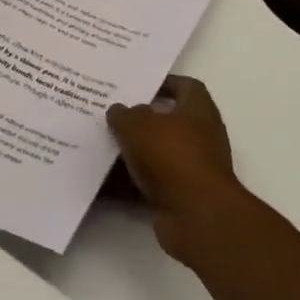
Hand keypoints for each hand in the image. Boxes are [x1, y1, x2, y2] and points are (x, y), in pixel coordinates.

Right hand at [107, 76, 245, 260]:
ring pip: (156, 155)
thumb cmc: (172, 156)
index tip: (137, 87)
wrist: (197, 216)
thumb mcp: (138, 126)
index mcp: (198, 110)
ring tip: (99, 148)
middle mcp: (200, 137)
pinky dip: (129, 184)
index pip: (185, 86)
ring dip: (131, 154)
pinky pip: (149, 184)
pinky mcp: (181, 197)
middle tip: (110, 118)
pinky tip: (102, 183)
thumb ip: (124, 115)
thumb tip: (119, 111)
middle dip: (138, 121)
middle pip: (167, 122)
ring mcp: (192, 169)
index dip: (163, 83)